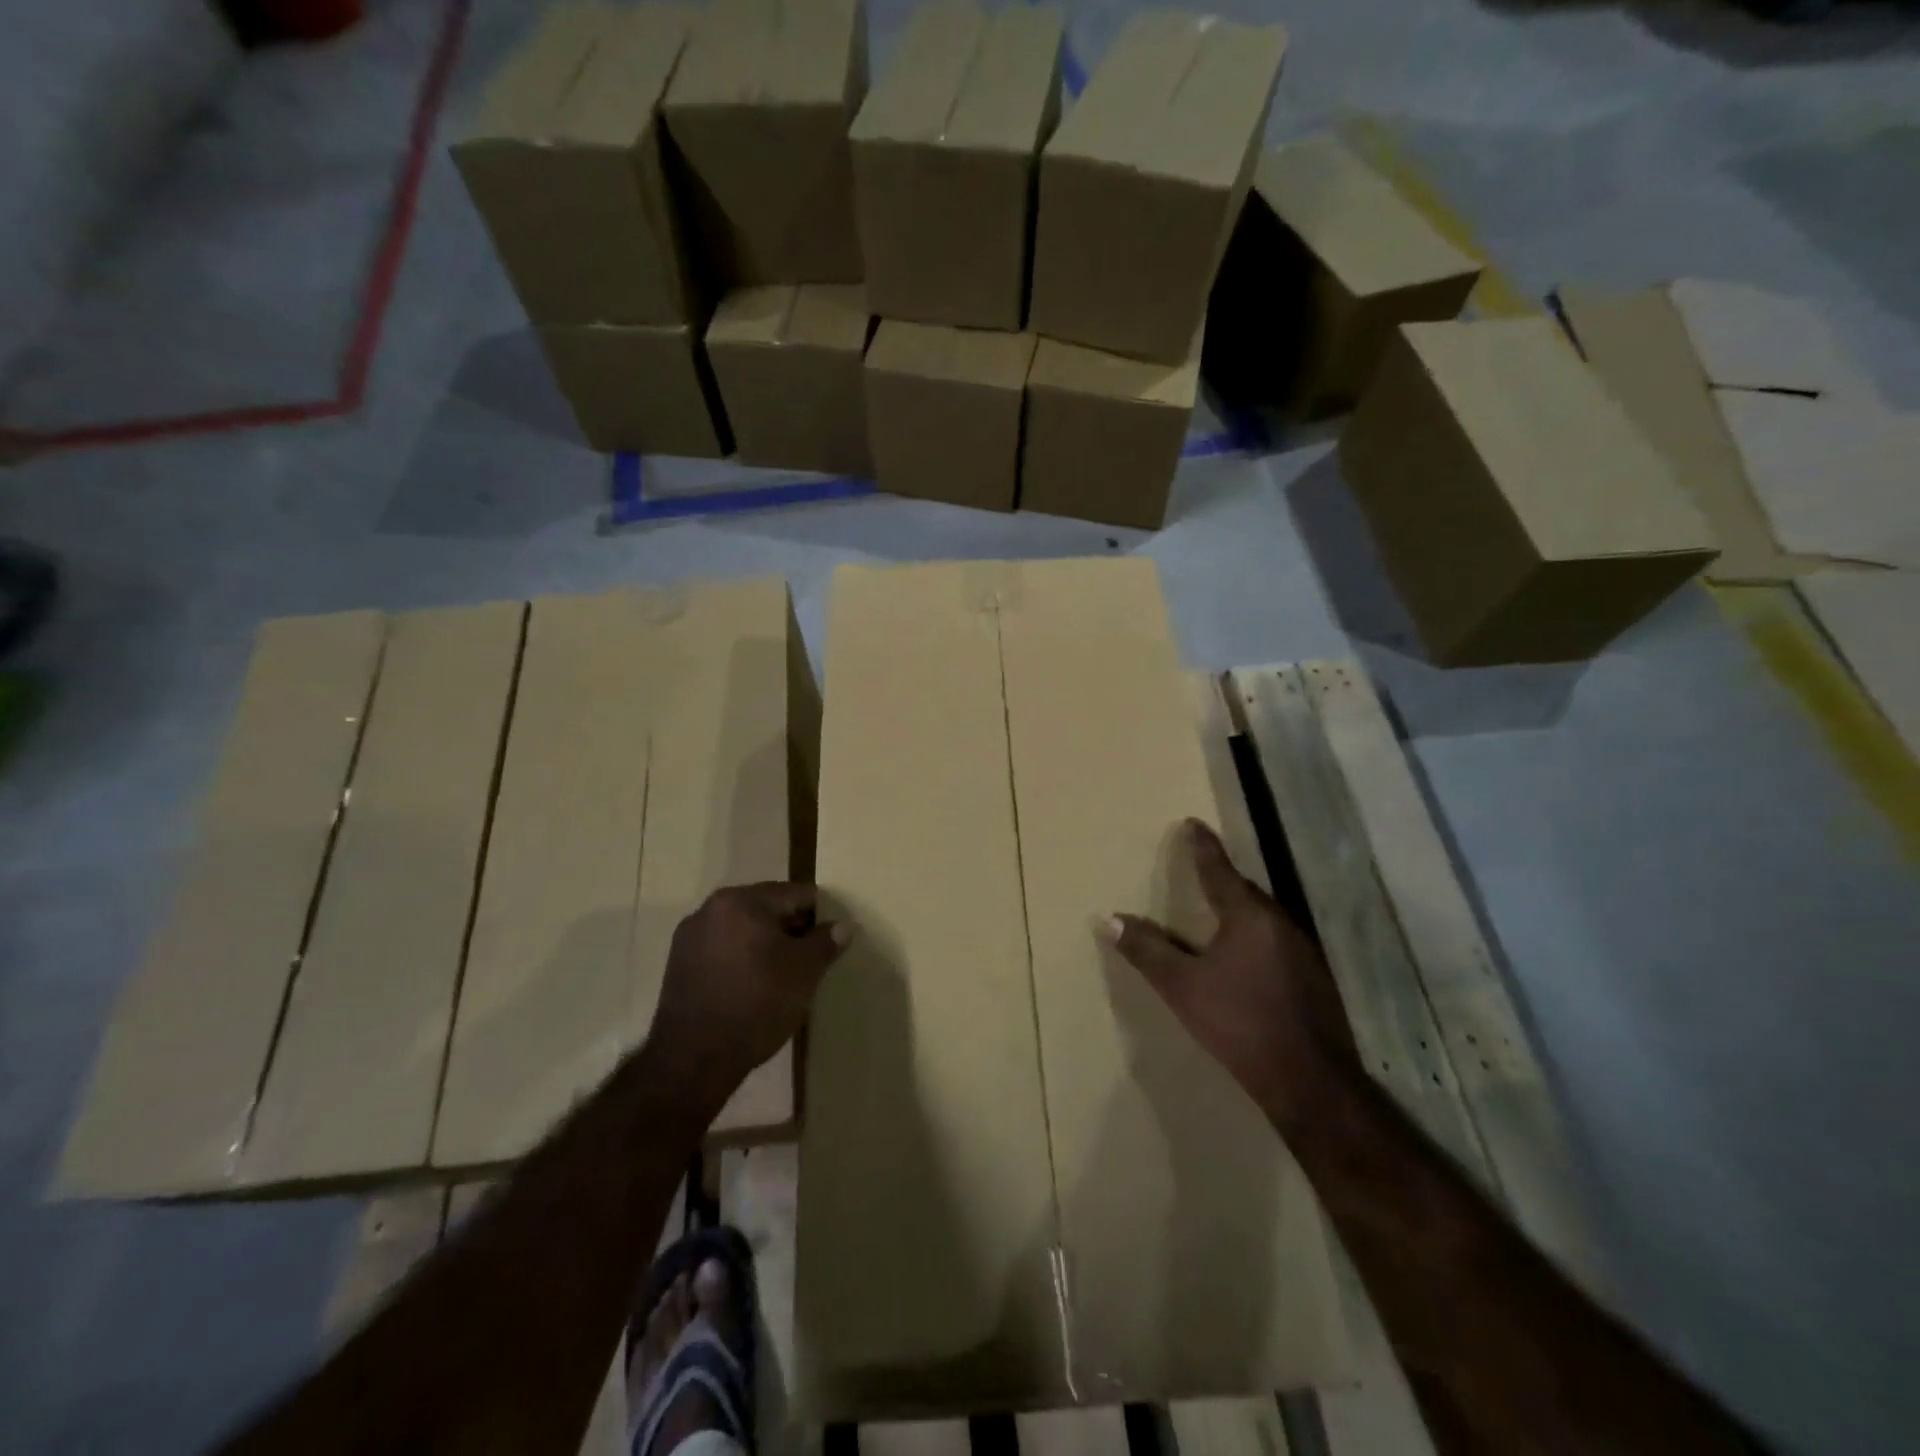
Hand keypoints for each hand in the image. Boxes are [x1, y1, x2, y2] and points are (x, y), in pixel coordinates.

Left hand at [648, 883, 850, 1110]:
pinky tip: (752, 987)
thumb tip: (845, 925)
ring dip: (764, 945)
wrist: (694, 1059)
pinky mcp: (678, 964)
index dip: (819, 916)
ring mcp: (690, 936)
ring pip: (742, 929)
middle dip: (790, 930)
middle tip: (810, 960)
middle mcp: (711, 908)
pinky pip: (722, 949)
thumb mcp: (804, 972)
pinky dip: (740, 959)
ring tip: (782, 976)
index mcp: (742, 900)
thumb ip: (826, 942)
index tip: (830, 941)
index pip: (795, 894)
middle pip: (766, 908)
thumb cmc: (757, 1004)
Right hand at [1102, 820, 1355, 1126]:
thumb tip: (1108, 918)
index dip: (1202, 846)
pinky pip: (1274, 938)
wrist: (1308, 1079)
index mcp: (1247, 916)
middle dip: (1221, 877)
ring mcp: (1302, 950)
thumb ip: (1146, 950)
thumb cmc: (1239, 1022)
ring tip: (1216, 907)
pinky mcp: (1312, 977)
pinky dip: (1254, 934)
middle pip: (1244, 890)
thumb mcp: (1182, 986)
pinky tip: (1244, 954)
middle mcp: (1279, 922)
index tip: (1191, 823)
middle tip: (1199, 866)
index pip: (1218, 869)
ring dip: (1238, 907)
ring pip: (1262, 915)